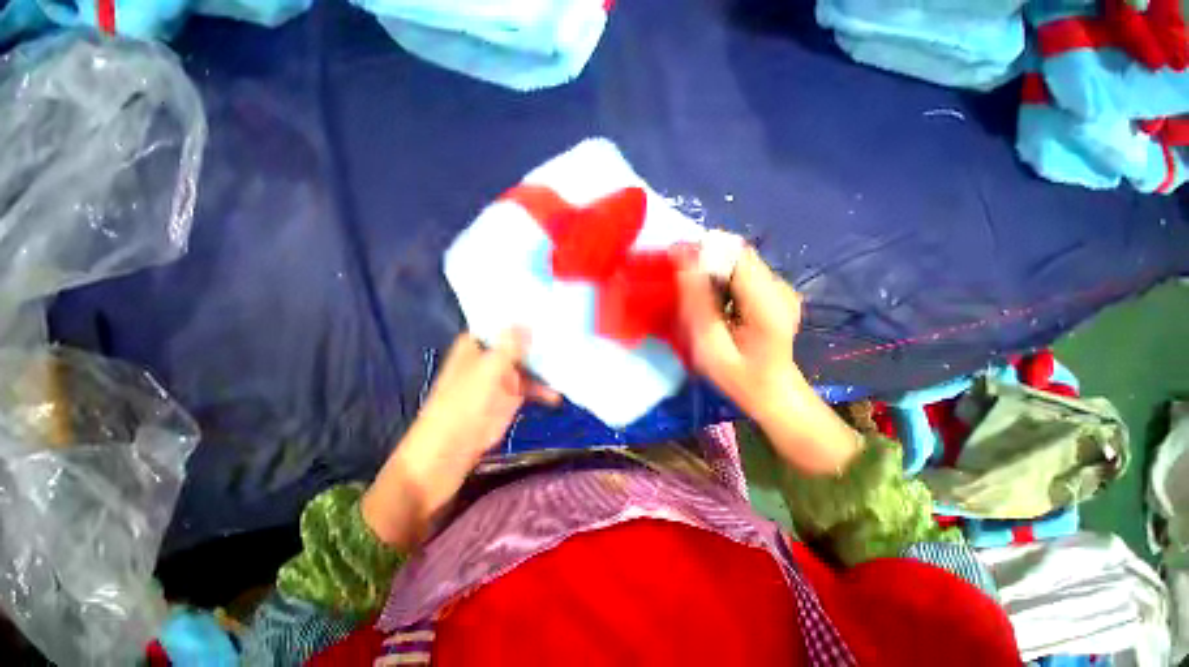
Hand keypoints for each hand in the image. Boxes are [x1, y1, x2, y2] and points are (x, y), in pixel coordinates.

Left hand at [362, 330, 558, 546]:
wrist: (448, 453)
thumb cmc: (462, 406)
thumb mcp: (487, 372)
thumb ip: (509, 347)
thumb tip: (528, 322)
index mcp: (478, 345)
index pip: (502, 321)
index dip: (523, 314)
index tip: (549, 308)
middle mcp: (491, 357)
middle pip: (520, 342)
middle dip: (542, 338)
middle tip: (570, 331)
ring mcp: (502, 377)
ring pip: (529, 363)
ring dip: (547, 365)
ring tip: (572, 361)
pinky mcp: (511, 397)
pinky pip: (532, 387)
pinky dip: (545, 389)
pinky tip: (559, 394)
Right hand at [675, 245, 801, 420]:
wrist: (773, 392)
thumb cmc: (738, 378)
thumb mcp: (709, 346)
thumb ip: (698, 303)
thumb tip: (684, 261)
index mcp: (768, 303)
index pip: (735, 254)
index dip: (703, 251)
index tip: (675, 260)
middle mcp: (780, 287)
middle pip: (737, 254)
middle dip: (705, 261)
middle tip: (682, 284)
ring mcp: (781, 287)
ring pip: (738, 260)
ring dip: (712, 270)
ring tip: (698, 297)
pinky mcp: (776, 290)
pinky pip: (743, 271)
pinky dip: (722, 279)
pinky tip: (716, 302)